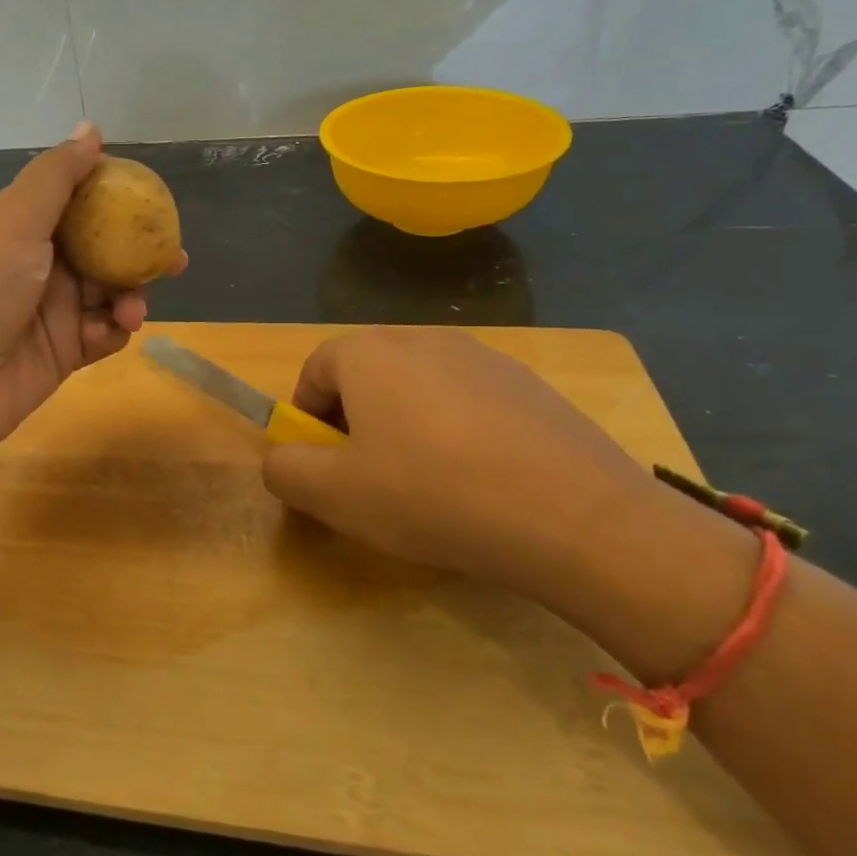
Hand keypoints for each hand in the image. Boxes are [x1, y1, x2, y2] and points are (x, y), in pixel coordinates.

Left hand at [0, 124, 187, 460]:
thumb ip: (57, 176)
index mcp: (21, 225)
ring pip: (109, 292)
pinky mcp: (63, 352)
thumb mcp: (15, 220)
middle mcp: (38, 264)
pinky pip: (103, 333)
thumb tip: (92, 129)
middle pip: (102, 248)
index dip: (114, 197)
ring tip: (132, 309)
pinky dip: (113, 330)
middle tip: (173, 258)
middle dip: (138, 252)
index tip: (151, 200)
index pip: (77, 200)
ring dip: (129, 295)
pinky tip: (112, 331)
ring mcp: (51, 310)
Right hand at [261, 327, 658, 593]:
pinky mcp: (529, 384)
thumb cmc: (432, 496)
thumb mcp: (333, 495)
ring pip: (419, 387)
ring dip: (406, 425)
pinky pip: (469, 401)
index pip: (314, 370)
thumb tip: (281, 460)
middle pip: (366, 374)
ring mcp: (483, 356)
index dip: (307, 418)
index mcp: (369, 353)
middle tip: (370, 477)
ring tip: (429, 484)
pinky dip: (458, 431)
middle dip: (355, 421)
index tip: (322, 464)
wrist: (575, 517)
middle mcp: (422, 338)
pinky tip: (481, 481)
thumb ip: (285, 470)